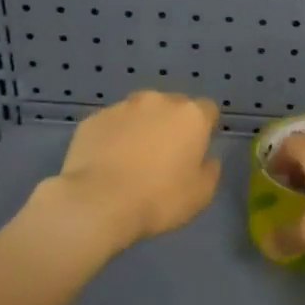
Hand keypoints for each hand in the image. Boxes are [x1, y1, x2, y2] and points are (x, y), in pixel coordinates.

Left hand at [42, 91, 221, 253]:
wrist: (98, 202)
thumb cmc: (159, 198)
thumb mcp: (201, 194)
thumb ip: (210, 170)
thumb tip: (207, 159)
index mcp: (190, 116)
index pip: (207, 110)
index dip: (205, 128)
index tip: (197, 150)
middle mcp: (158, 101)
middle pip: (172, 106)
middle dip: (172, 124)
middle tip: (164, 156)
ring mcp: (122, 107)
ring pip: (139, 113)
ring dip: (141, 128)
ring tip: (131, 160)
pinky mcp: (93, 120)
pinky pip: (111, 125)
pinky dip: (113, 137)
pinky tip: (107, 163)